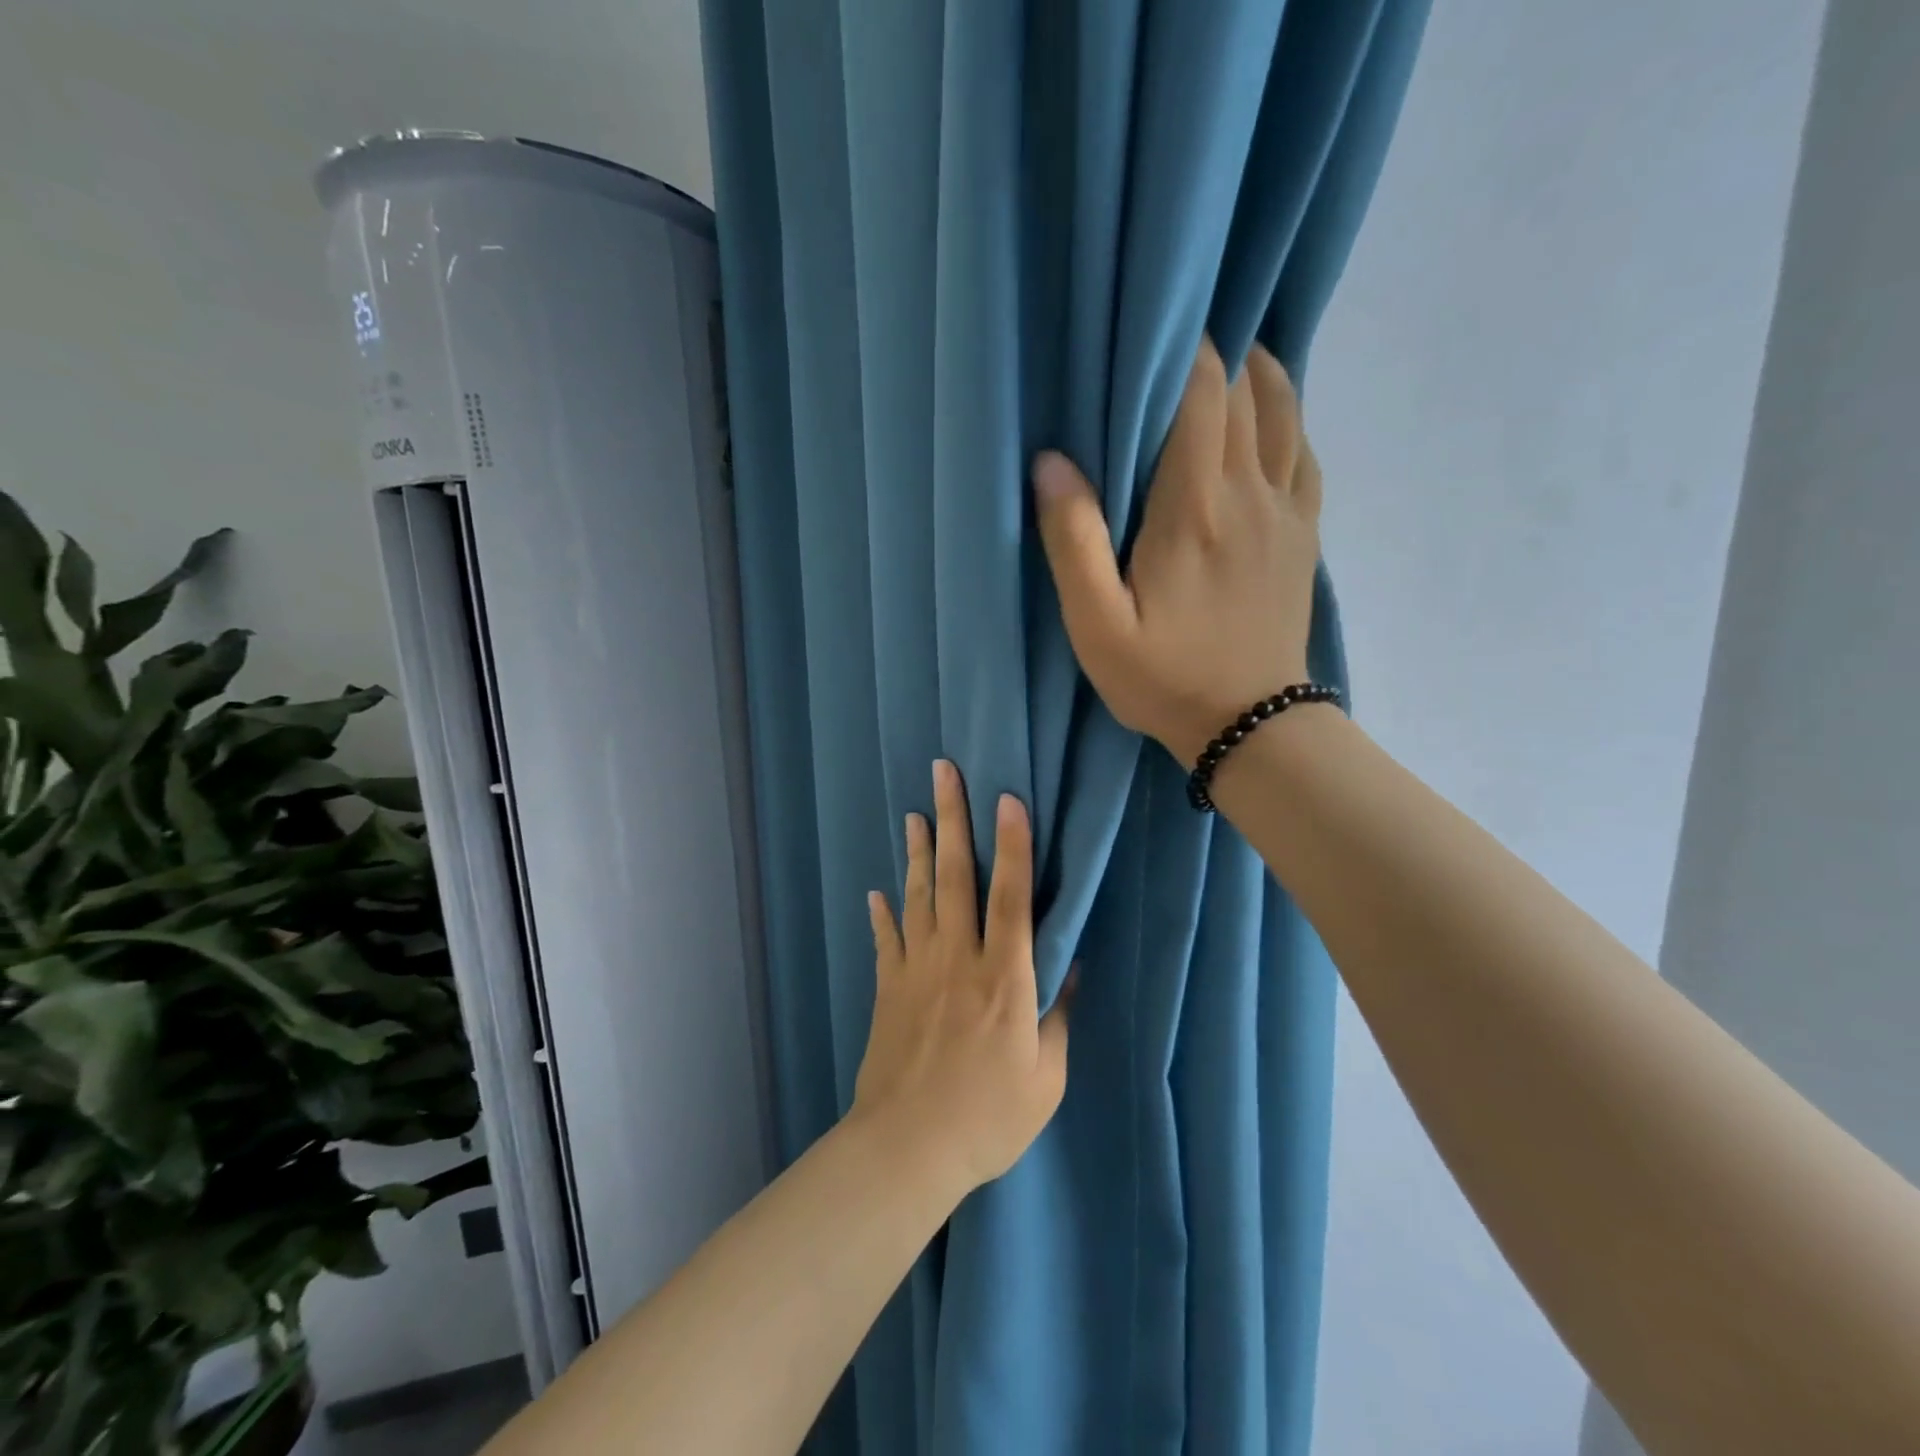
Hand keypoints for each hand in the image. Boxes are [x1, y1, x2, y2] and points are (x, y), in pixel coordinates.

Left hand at [852, 760, 1071, 1195]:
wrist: (907, 1149)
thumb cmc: (988, 1118)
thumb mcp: (1046, 1077)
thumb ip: (1057, 1016)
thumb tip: (1068, 967)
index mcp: (1005, 979)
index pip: (1013, 897)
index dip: (1013, 845)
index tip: (1007, 798)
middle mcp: (959, 959)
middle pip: (956, 877)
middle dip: (953, 820)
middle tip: (943, 773)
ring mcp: (917, 969)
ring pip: (919, 896)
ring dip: (919, 851)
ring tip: (916, 813)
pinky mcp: (888, 988)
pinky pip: (886, 939)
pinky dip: (882, 912)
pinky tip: (877, 890)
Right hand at [1030, 336, 1323, 766]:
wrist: (1250, 725)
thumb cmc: (1164, 678)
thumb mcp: (1097, 626)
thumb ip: (1072, 543)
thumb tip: (1051, 463)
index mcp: (1195, 508)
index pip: (1202, 393)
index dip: (1182, 348)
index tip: (1149, 330)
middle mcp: (1250, 493)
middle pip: (1245, 391)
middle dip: (1213, 353)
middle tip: (1174, 341)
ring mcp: (1286, 512)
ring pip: (1284, 412)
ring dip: (1256, 374)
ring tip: (1223, 359)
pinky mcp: (1304, 535)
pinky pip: (1304, 454)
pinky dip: (1287, 419)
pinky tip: (1266, 418)